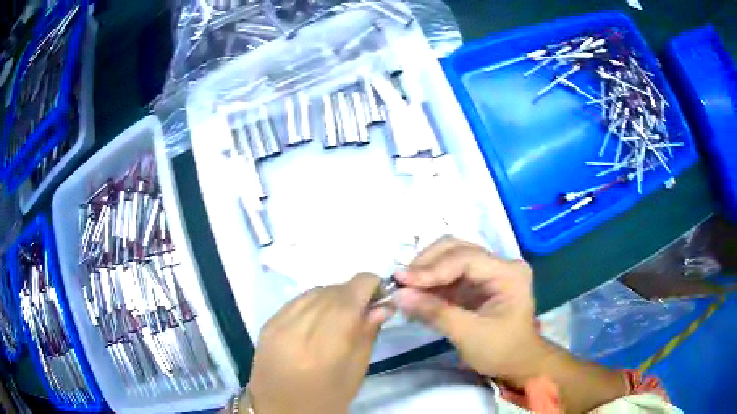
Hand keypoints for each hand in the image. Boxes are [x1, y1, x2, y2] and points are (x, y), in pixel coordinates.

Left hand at [248, 273, 389, 413]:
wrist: (278, 411)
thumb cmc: (325, 400)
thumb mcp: (356, 373)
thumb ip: (368, 335)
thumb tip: (382, 306)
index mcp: (327, 341)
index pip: (353, 290)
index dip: (372, 285)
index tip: (381, 298)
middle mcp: (300, 324)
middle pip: (334, 289)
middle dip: (355, 294)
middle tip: (364, 311)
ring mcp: (279, 321)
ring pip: (315, 291)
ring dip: (334, 297)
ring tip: (341, 317)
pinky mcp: (267, 322)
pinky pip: (298, 300)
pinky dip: (314, 303)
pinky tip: (318, 321)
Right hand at [394, 237, 540, 383]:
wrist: (517, 365)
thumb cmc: (501, 351)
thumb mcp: (469, 335)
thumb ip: (435, 312)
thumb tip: (398, 295)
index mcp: (508, 273)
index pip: (466, 258)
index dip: (432, 268)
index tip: (401, 280)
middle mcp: (499, 264)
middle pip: (457, 249)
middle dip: (427, 264)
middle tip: (400, 281)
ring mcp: (487, 272)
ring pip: (449, 258)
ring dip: (425, 271)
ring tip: (403, 288)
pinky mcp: (476, 283)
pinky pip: (448, 275)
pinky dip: (430, 283)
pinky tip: (415, 294)